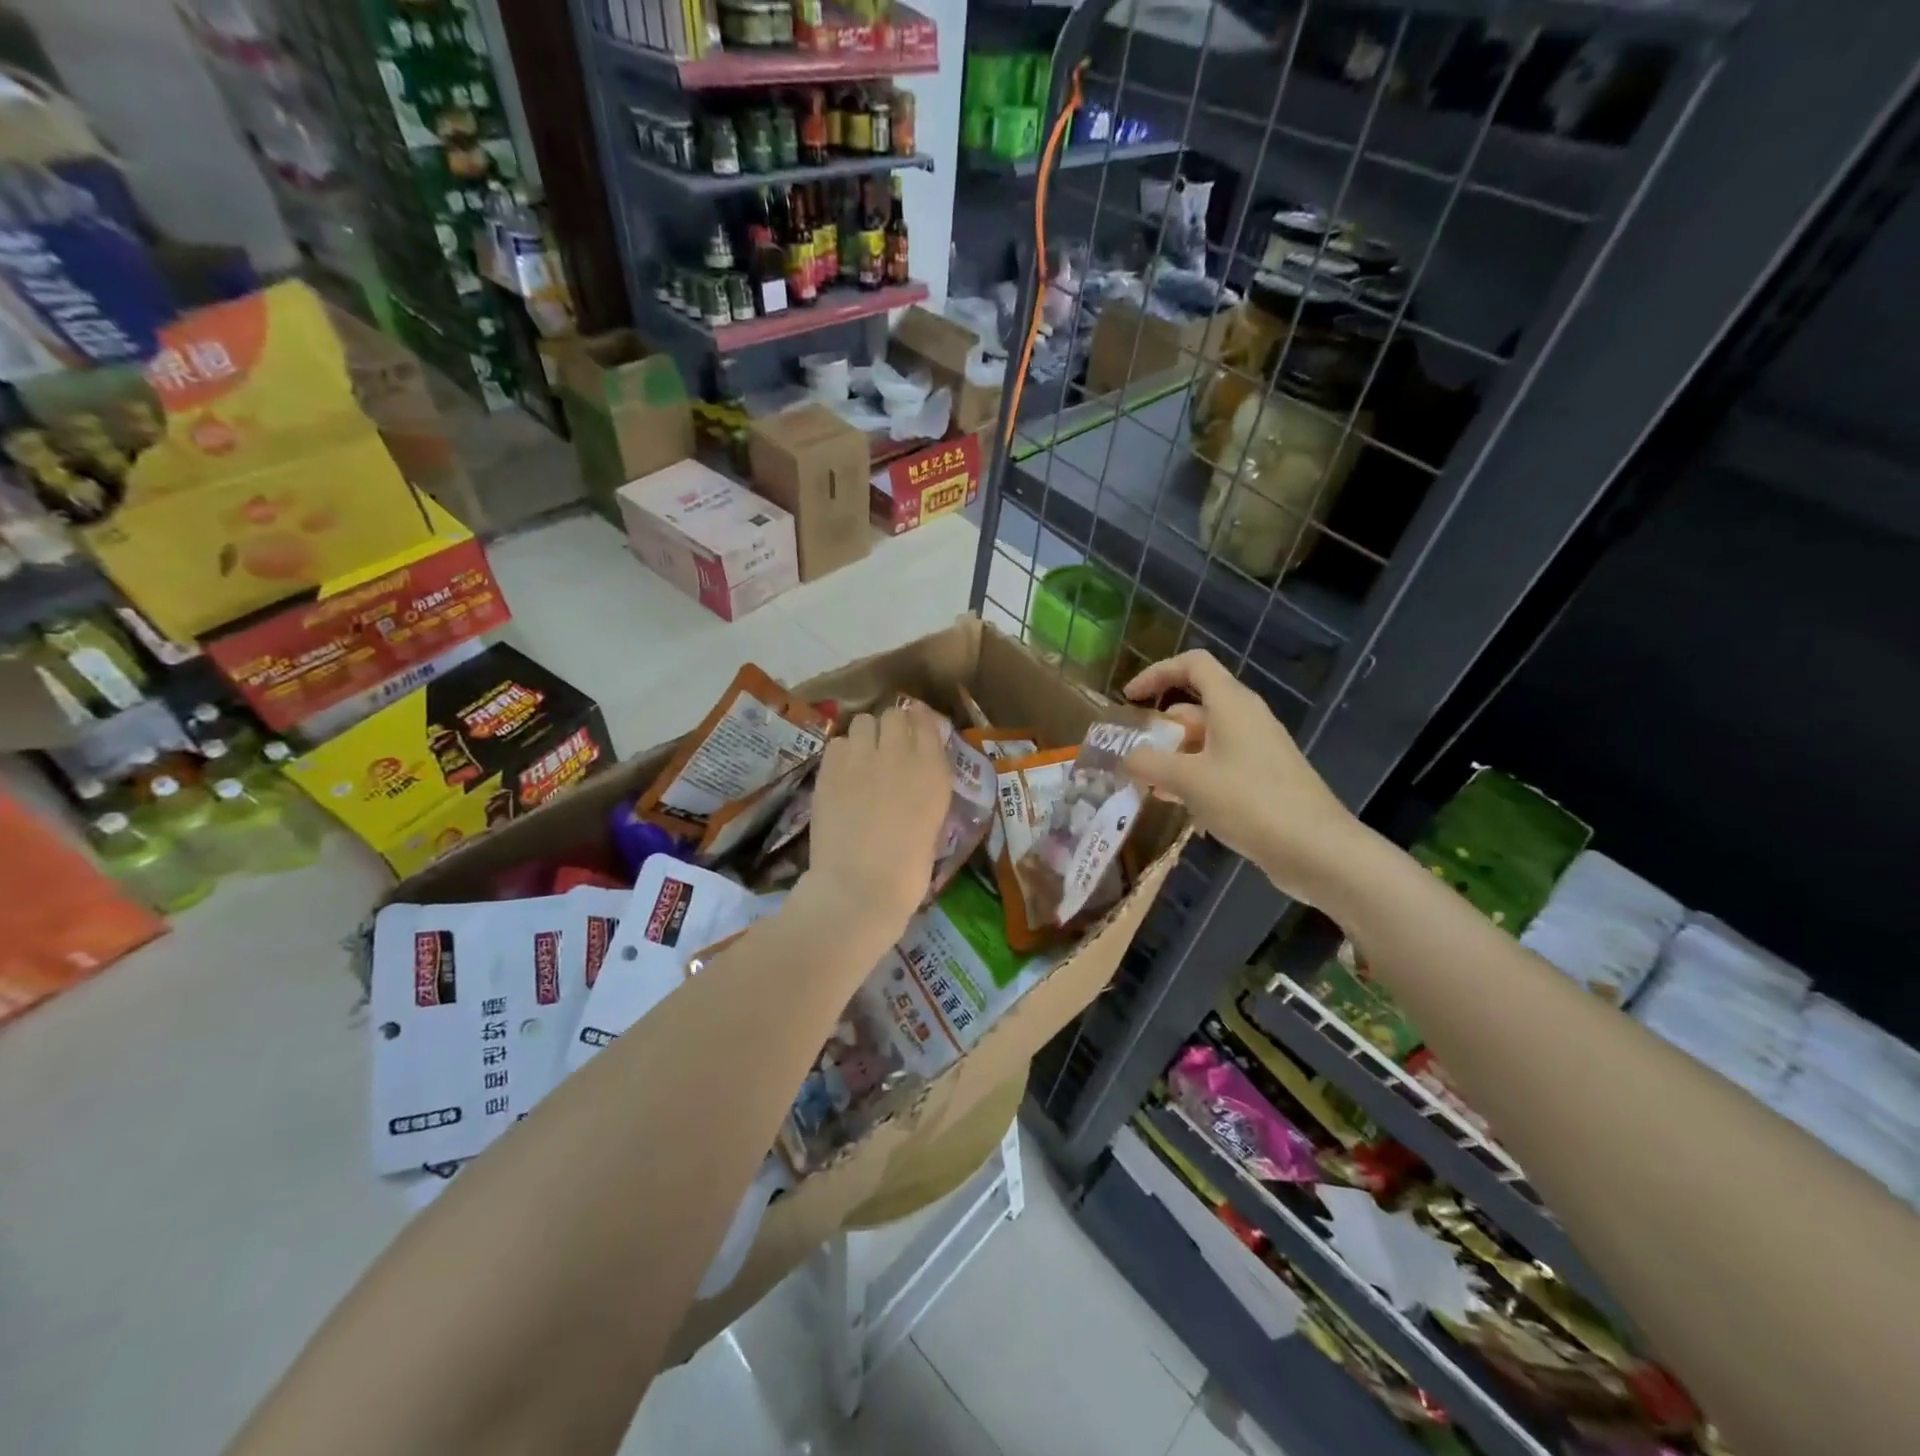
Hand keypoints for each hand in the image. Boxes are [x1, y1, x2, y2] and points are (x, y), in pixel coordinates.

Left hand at [800, 701, 952, 940]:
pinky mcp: (831, 768)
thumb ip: (926, 790)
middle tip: (885, 748)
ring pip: (863, 721)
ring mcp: (863, 758)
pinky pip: (838, 743)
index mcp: (934, 772)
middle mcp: (901, 755)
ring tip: (861, 759)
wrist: (860, 888)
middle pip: (894, 714)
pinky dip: (841, 753)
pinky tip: (841, 774)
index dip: (919, 722)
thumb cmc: (907, 872)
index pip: (928, 723)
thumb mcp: (933, 824)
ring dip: (864, 736)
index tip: (914, 730)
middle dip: (891, 726)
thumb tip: (915, 775)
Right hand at [1122, 650, 1360, 905]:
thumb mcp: (1188, 780)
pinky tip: (1176, 803)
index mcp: (1232, 704)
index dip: (1157, 673)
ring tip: (1145, 783)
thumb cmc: (1249, 801)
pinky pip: (1219, 765)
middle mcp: (1246, 719)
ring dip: (1173, 756)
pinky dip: (1194, 776)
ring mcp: (1258, 750)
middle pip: (1196, 706)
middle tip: (1131, 753)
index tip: (1129, 698)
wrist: (1315, 849)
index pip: (1193, 664)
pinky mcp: (1263, 779)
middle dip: (1160, 726)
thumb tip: (1125, 757)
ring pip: (1205, 740)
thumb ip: (1149, 763)